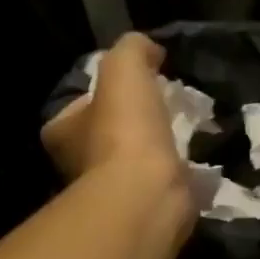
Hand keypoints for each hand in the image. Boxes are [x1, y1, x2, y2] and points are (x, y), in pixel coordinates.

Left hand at [41, 32, 182, 186]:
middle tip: (167, 106)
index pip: (78, 107)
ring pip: (134, 161)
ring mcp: (110, 192)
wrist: (148, 194)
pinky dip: (176, 173)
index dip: (104, 93)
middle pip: (107, 134)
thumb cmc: (124, 130)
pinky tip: (197, 160)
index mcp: (61, 133)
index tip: (136, 86)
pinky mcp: (142, 209)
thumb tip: (150, 50)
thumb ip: (133, 49)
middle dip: (134, 122)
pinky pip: (159, 183)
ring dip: (158, 148)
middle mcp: (77, 166)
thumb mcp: (124, 67)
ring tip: (189, 131)